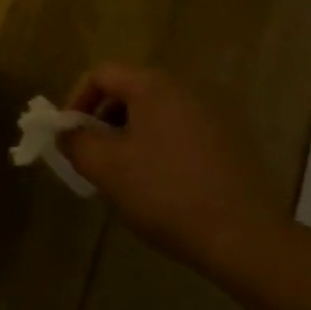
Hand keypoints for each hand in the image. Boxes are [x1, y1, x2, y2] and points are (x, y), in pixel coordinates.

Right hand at [61, 64, 282, 271]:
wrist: (243, 236)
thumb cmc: (166, 193)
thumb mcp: (107, 169)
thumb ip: (76, 143)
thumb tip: (66, 132)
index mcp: (154, 85)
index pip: (102, 74)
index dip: (77, 101)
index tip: (70, 137)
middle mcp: (185, 87)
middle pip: (130, 90)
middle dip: (102, 120)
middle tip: (93, 158)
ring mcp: (213, 112)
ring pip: (155, 113)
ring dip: (130, 135)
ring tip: (123, 175)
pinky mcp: (230, 140)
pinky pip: (180, 130)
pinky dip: (159, 146)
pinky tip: (160, 185)